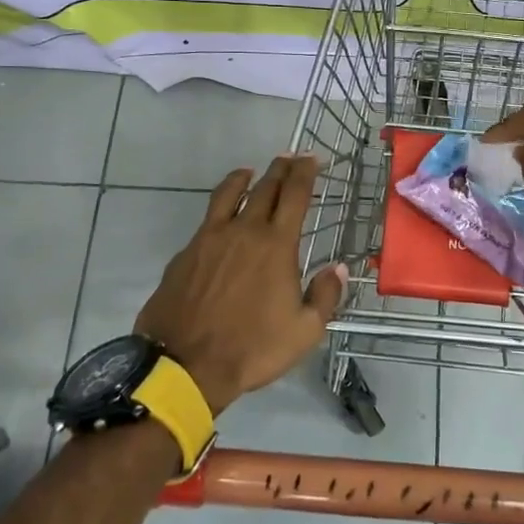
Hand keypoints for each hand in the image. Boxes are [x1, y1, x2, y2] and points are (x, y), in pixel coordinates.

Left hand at [135, 155, 346, 415]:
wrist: (184, 364)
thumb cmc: (252, 348)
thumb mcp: (305, 331)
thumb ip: (325, 295)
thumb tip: (339, 268)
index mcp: (276, 245)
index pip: (295, 195)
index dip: (305, 172)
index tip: (311, 158)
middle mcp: (243, 231)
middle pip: (264, 188)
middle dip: (280, 169)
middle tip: (289, 158)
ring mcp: (209, 239)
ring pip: (228, 195)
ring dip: (243, 179)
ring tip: (250, 172)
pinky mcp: (185, 253)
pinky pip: (207, 220)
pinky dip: (220, 208)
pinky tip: (221, 218)